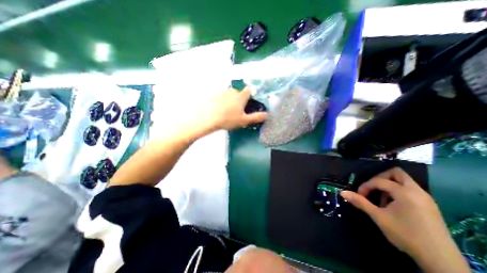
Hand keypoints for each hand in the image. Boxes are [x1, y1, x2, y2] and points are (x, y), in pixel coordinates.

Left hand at [196, 86, 265, 130]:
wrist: (208, 118)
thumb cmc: (228, 119)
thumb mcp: (244, 121)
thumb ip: (256, 117)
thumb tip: (266, 114)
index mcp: (240, 97)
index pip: (248, 90)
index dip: (250, 94)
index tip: (249, 99)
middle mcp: (232, 91)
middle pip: (237, 92)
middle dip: (238, 98)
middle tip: (236, 108)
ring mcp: (221, 92)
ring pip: (228, 94)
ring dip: (228, 99)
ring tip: (225, 109)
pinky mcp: (212, 94)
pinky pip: (218, 96)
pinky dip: (219, 100)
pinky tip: (216, 108)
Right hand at [340, 169, 467, 272]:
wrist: (441, 261)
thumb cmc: (405, 235)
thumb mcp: (379, 217)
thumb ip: (360, 202)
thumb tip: (342, 192)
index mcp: (405, 192)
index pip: (379, 181)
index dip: (366, 186)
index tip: (359, 195)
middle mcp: (417, 191)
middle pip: (396, 173)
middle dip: (381, 177)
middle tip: (372, 188)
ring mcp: (425, 198)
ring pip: (404, 181)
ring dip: (389, 185)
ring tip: (382, 198)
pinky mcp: (429, 205)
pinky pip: (410, 189)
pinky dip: (398, 191)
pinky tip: (393, 205)